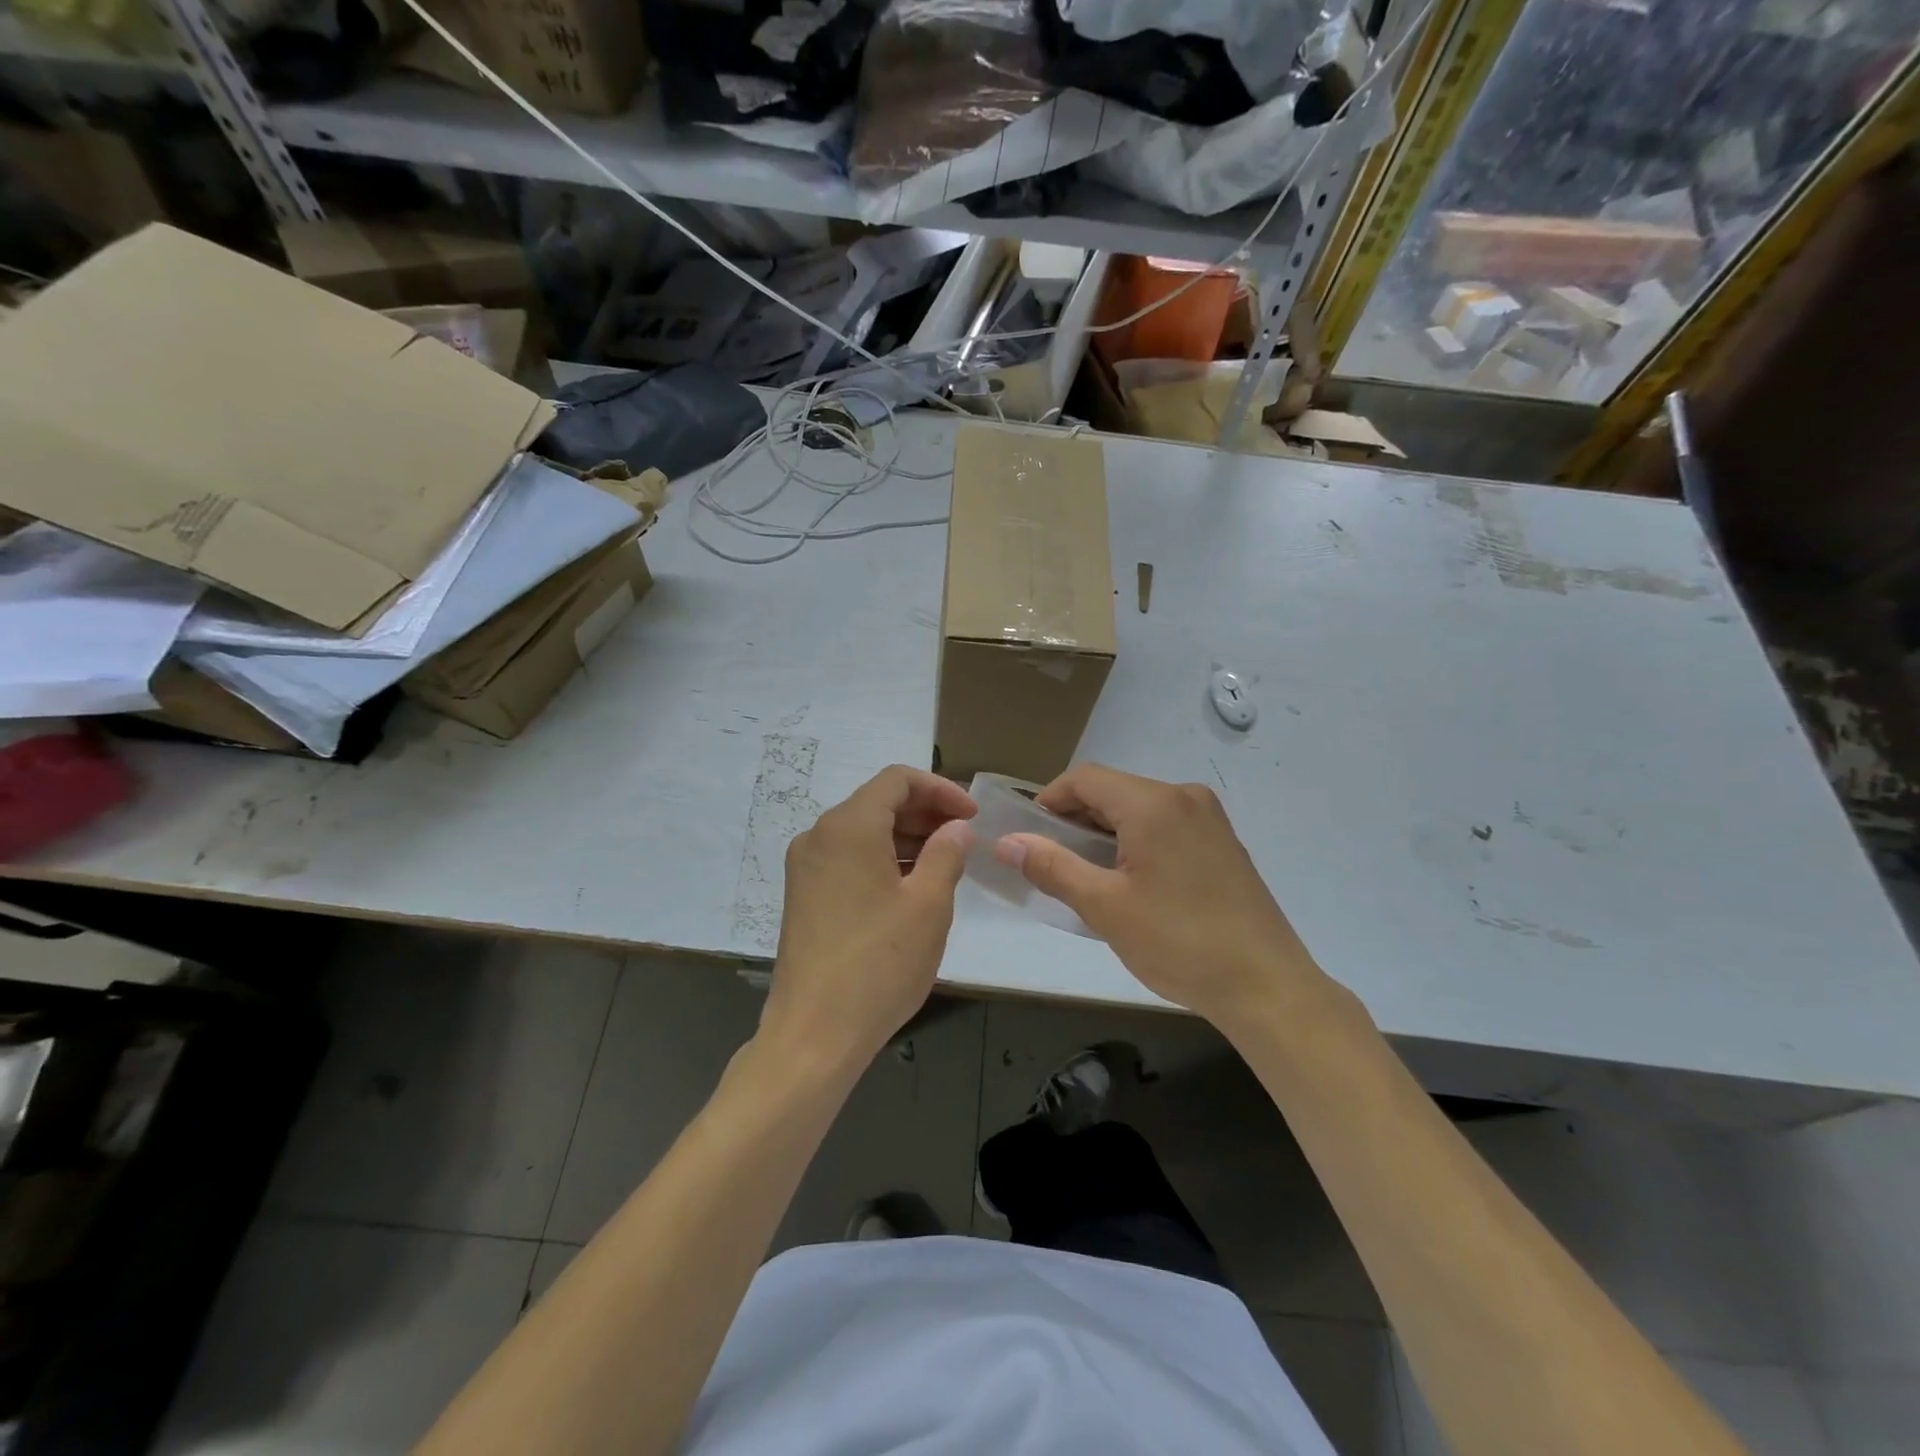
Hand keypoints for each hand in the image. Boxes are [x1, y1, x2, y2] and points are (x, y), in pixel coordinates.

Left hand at [762, 765, 975, 1073]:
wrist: (814, 1034)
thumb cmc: (879, 964)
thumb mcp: (928, 905)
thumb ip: (947, 854)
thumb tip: (957, 828)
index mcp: (848, 826)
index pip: (897, 780)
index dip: (941, 790)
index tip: (972, 816)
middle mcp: (819, 836)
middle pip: (878, 802)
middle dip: (925, 813)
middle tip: (965, 839)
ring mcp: (805, 867)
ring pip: (863, 832)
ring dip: (906, 838)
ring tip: (945, 864)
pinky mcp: (803, 896)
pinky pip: (848, 859)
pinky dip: (882, 860)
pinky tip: (911, 887)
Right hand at [994, 764, 1319, 1024]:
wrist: (1266, 986)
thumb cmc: (1179, 942)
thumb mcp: (1105, 907)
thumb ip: (1052, 867)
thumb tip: (1007, 842)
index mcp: (1154, 803)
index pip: (1084, 778)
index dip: (1049, 800)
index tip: (1029, 836)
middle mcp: (1184, 796)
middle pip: (1113, 790)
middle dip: (1075, 819)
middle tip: (1052, 862)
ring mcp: (1209, 818)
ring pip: (1139, 808)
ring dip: (1105, 832)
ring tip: (1087, 876)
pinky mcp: (1223, 842)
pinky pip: (1165, 825)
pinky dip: (1136, 841)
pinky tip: (1130, 881)